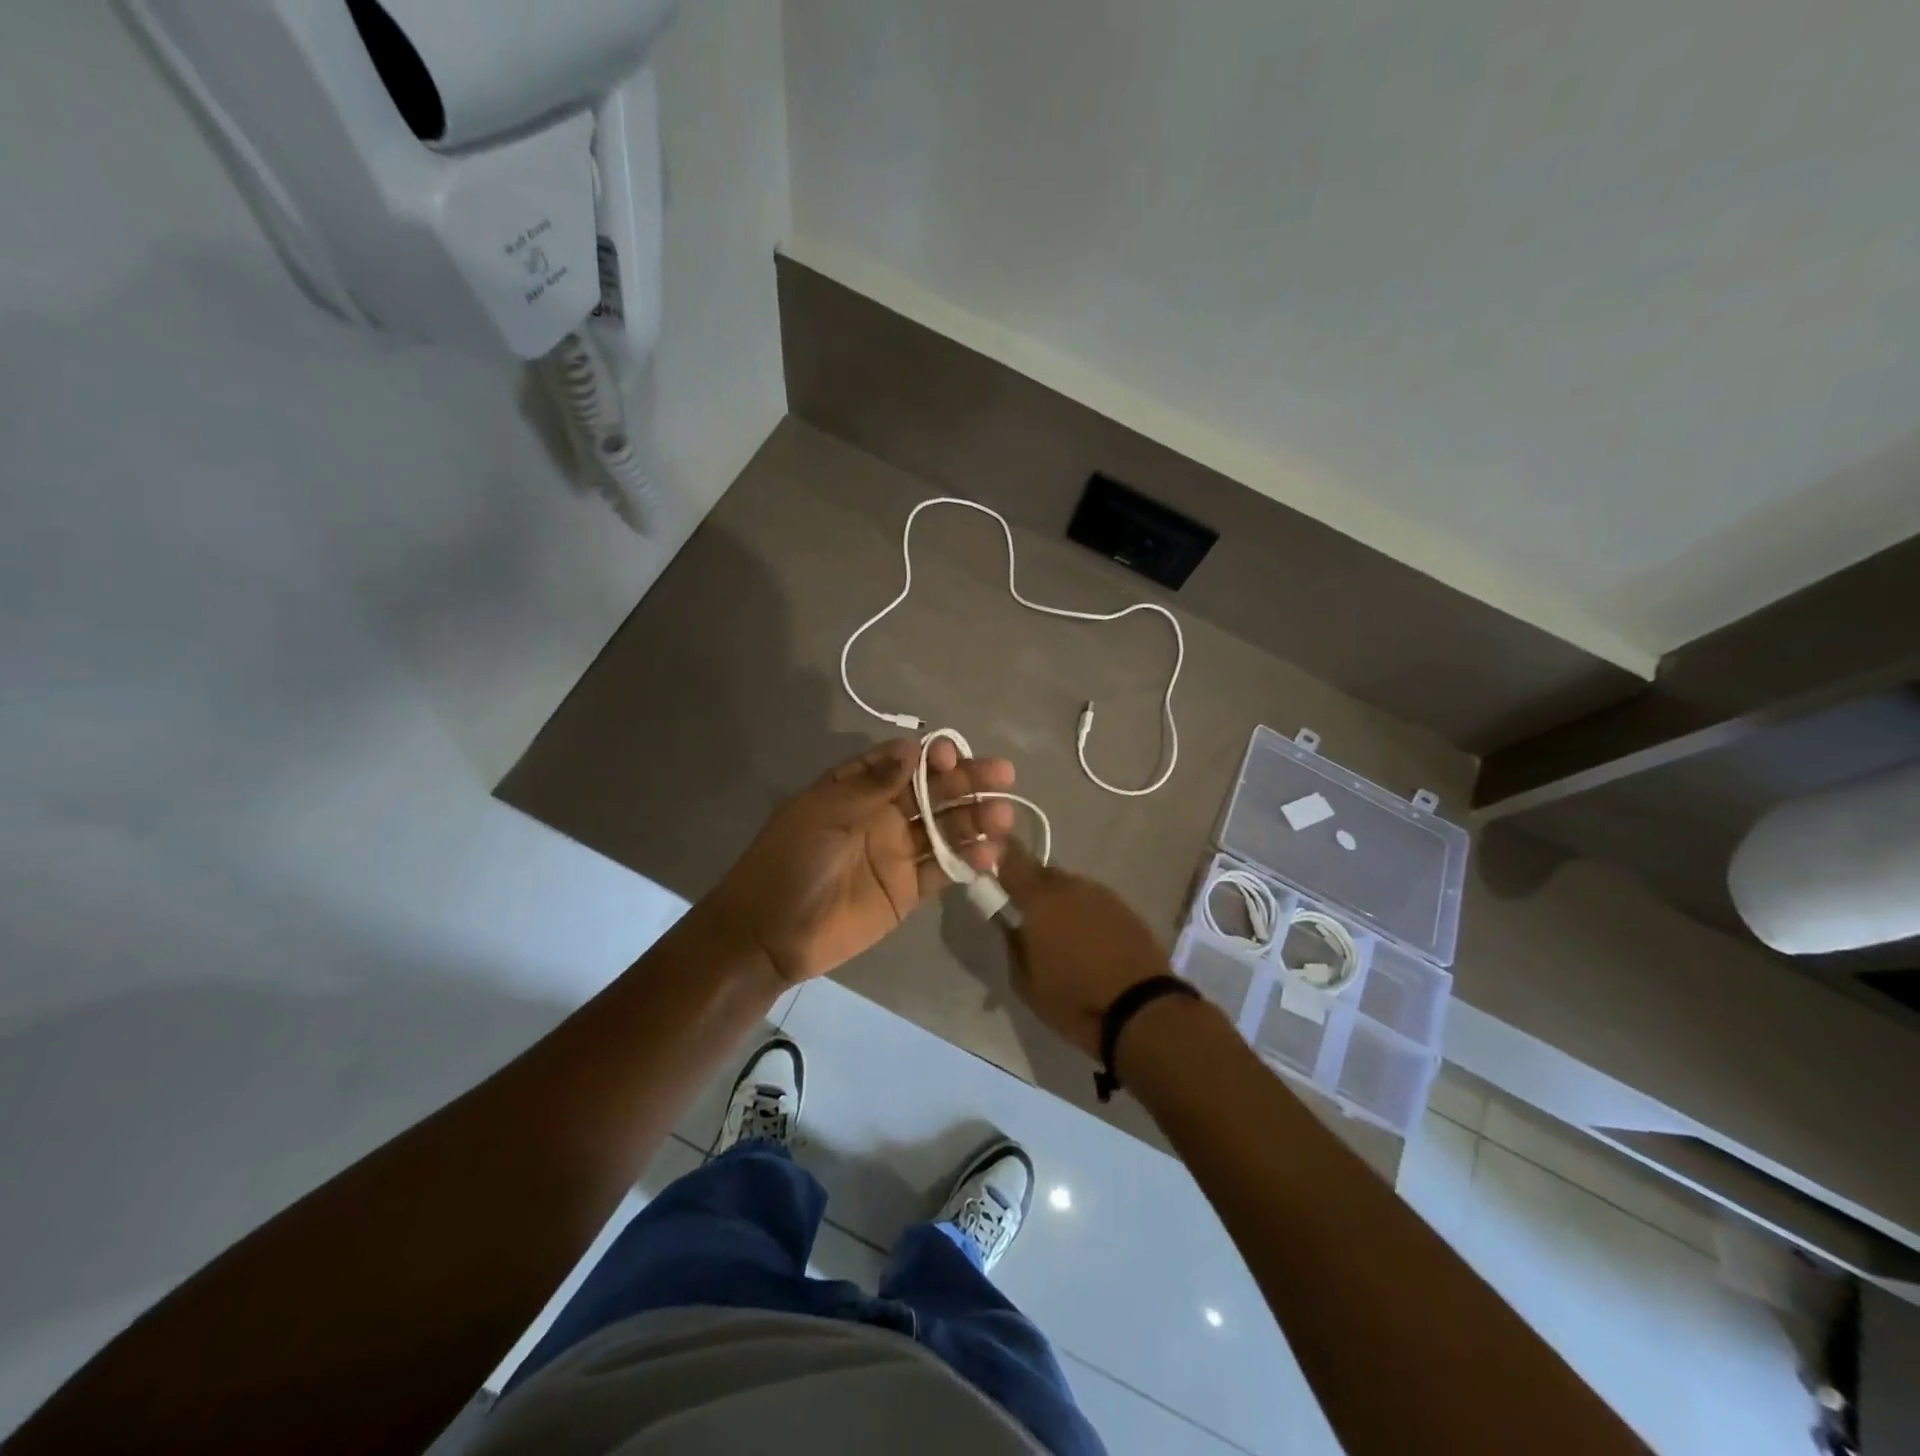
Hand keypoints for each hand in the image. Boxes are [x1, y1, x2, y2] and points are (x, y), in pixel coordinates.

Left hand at [709, 738, 1017, 984]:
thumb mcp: (826, 813)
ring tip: (1004, 815)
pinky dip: (967, 860)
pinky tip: (992, 852)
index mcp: (855, 790)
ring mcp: (897, 853)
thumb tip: (913, 748)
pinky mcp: (907, 889)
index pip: (901, 764)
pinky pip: (942, 869)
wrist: (772, 932)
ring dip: (974, 819)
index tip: (951, 754)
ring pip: (943, 829)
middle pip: (931, 793)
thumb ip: (873, 784)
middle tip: (1003, 774)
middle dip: (965, 782)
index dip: (929, 756)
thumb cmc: (792, 860)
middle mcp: (881, 815)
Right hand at [995, 841, 1171, 1057]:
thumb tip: (1011, 925)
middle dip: (1033, 890)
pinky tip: (1091, 943)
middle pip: (1044, 874)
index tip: (994, 874)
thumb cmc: (1073, 999)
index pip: (1013, 860)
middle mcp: (1071, 887)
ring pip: (1071, 888)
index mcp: (1039, 900)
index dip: (1001, 861)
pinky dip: (1086, 914)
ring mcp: (1102, 895)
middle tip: (1030, 919)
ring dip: (1062, 903)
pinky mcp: (1125, 908)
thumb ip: (1013, 945)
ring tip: (1063, 937)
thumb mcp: (1026, 983)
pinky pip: (1094, 902)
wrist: (1140, 1009)